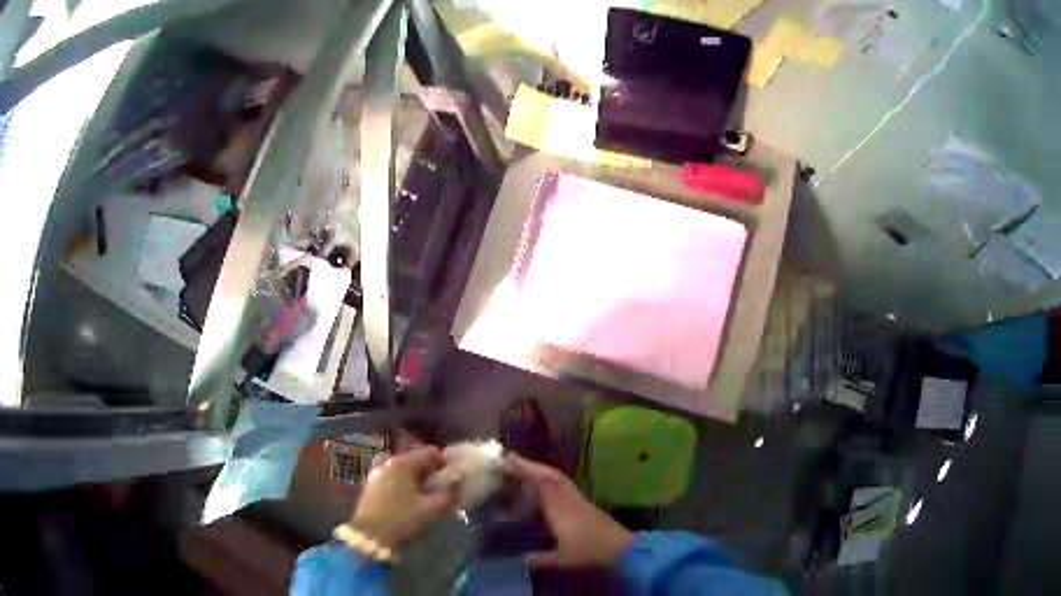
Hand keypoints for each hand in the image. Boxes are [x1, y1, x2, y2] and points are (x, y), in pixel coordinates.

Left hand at [351, 446, 455, 549]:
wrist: (369, 536)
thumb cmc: (402, 519)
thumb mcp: (431, 509)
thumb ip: (448, 492)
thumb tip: (459, 477)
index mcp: (403, 463)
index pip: (429, 453)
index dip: (444, 461)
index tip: (455, 472)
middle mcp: (388, 462)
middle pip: (414, 459)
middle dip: (429, 469)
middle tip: (443, 483)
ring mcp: (376, 473)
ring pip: (402, 469)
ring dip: (415, 476)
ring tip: (427, 491)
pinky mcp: (371, 485)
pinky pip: (392, 477)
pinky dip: (403, 482)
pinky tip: (410, 496)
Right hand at [507, 453, 634, 568]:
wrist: (621, 549)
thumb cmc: (589, 552)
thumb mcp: (561, 560)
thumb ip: (538, 559)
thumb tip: (518, 559)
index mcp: (560, 508)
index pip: (541, 482)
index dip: (524, 469)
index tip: (507, 459)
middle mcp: (569, 499)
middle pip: (550, 475)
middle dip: (530, 465)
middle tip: (511, 460)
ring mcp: (579, 500)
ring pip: (559, 478)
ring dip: (541, 470)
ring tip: (524, 469)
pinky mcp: (585, 505)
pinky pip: (564, 485)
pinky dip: (550, 480)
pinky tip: (544, 487)